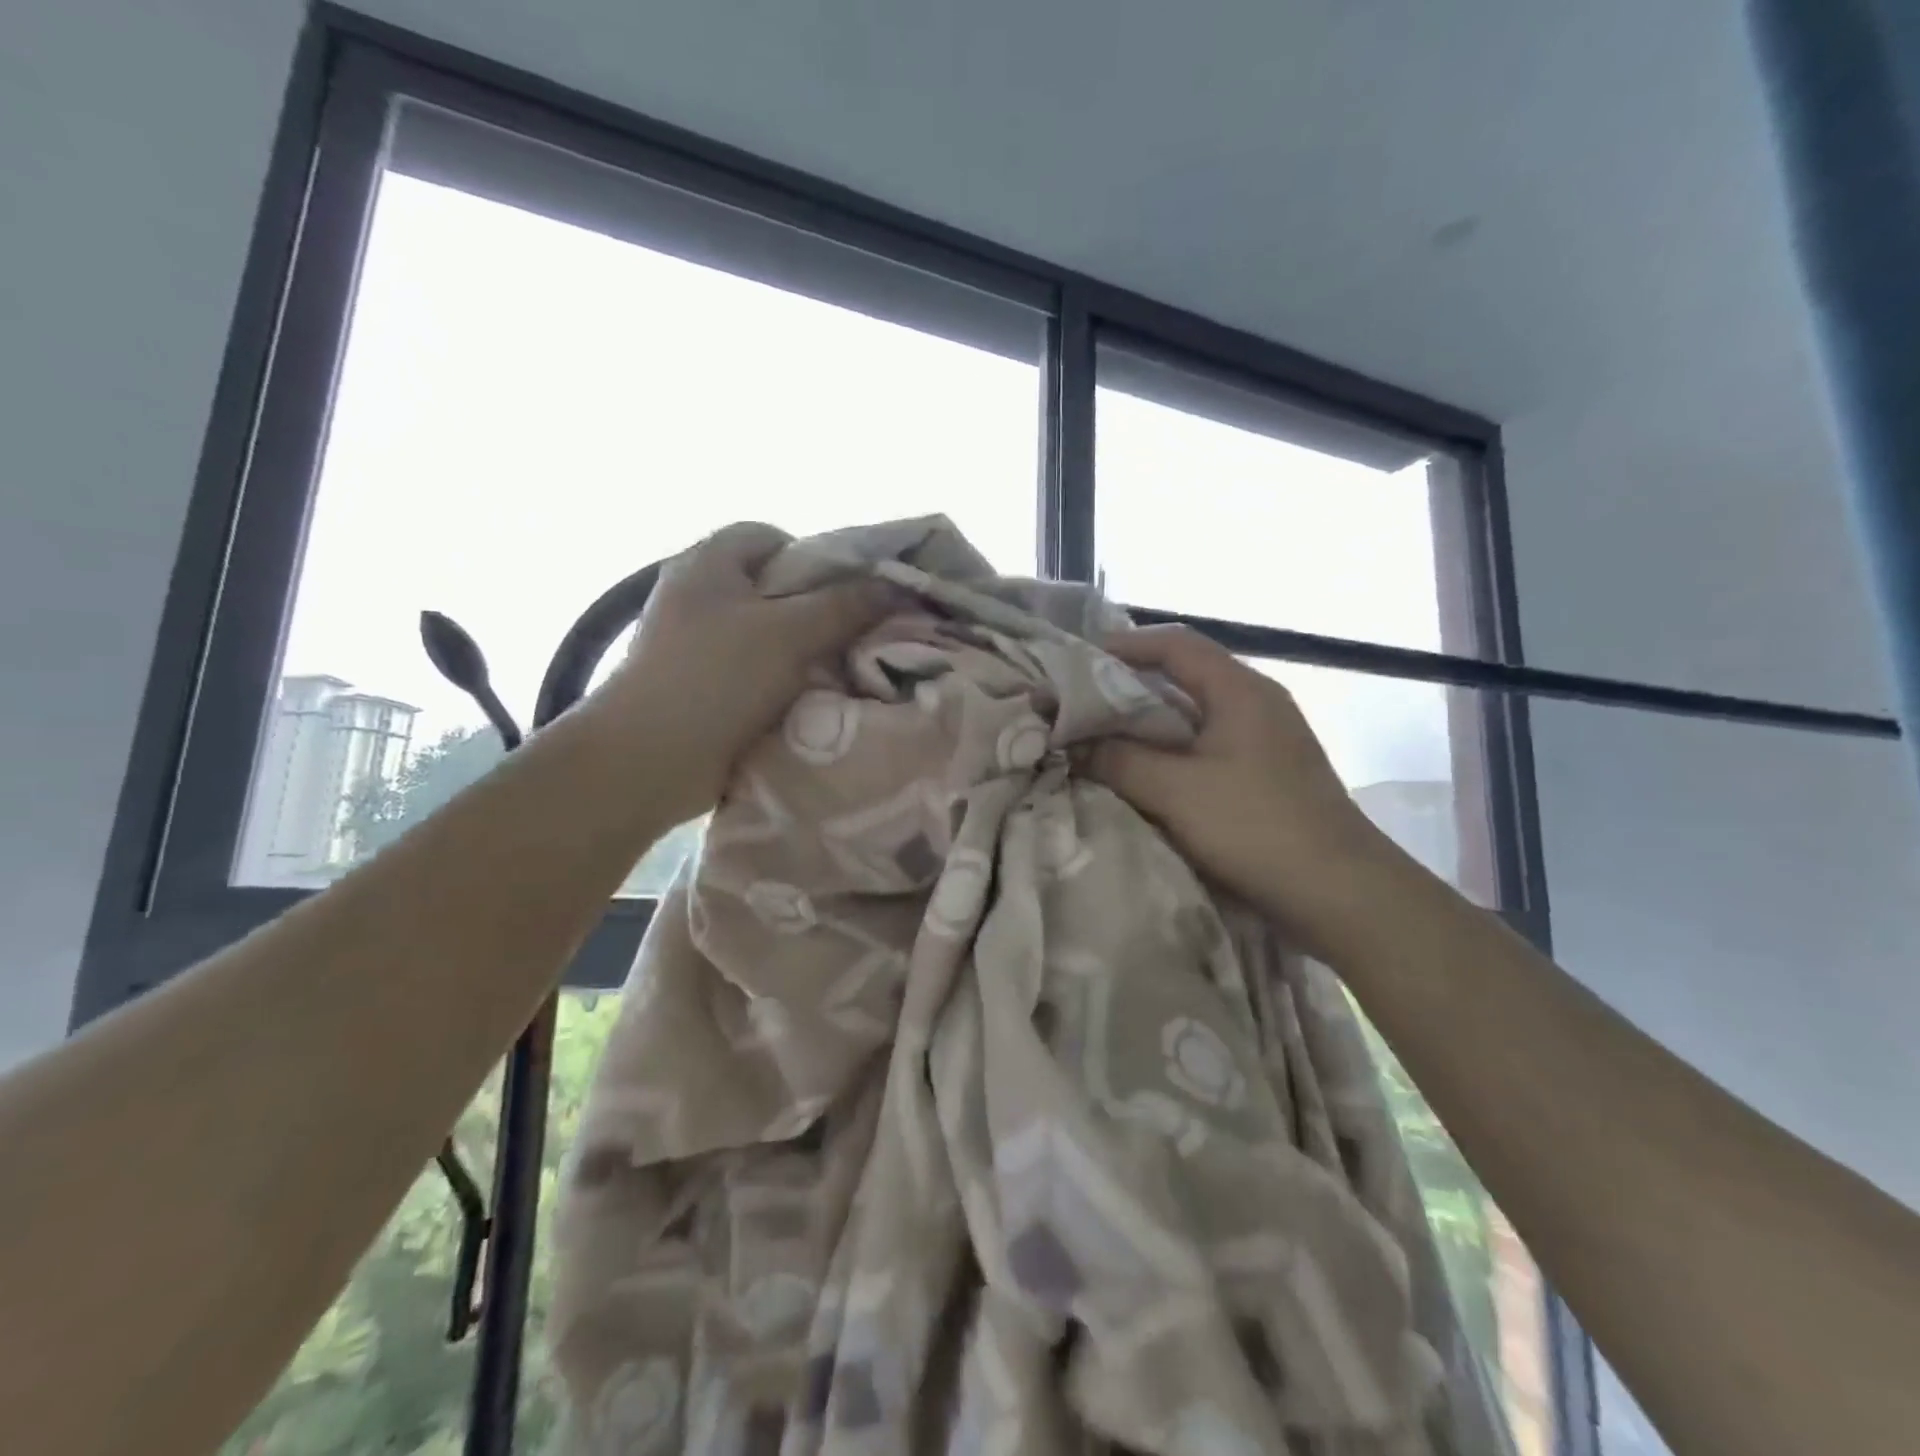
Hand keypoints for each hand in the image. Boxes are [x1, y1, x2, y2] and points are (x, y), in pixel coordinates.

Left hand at [594, 522, 893, 824]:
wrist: (649, 760)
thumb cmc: (716, 678)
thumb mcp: (789, 633)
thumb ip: (844, 606)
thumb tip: (895, 588)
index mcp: (708, 564)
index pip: (767, 535)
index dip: (812, 555)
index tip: (847, 590)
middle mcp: (698, 596)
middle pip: (771, 588)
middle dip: (816, 609)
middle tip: (854, 634)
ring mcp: (695, 644)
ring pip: (766, 635)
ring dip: (803, 652)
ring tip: (841, 671)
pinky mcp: (700, 686)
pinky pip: (754, 672)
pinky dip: (782, 682)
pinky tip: (810, 700)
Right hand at [1089, 626, 1401, 955]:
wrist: (1343, 895)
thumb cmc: (1257, 829)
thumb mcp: (1176, 791)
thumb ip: (1119, 760)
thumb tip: (1073, 744)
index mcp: (1241, 690)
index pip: (1176, 644)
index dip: (1125, 645)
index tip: (1078, 662)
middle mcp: (1257, 704)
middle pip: (1184, 676)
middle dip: (1129, 686)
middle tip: (1081, 703)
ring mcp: (1266, 741)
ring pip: (1194, 715)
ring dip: (1148, 724)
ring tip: (1101, 738)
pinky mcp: (1267, 775)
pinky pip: (1206, 747)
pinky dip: (1169, 752)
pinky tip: (1143, 774)